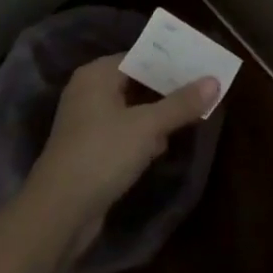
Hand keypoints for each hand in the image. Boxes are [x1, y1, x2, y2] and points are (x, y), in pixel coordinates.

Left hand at [25, 55, 216, 243]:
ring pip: (132, 109)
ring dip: (158, 114)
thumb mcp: (148, 127)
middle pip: (137, 81)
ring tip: (191, 113)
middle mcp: (89, 92)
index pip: (141, 55)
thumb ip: (182, 103)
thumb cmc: (101, 155)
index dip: (171, 60)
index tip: (200, 64)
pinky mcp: (90, 151)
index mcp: (97, 75)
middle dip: (168, 88)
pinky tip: (164, 145)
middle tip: (202, 87)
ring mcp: (87, 123)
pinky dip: (143, 135)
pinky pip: (124, 132)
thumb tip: (215, 80)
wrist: (57, 216)